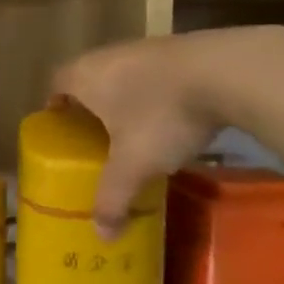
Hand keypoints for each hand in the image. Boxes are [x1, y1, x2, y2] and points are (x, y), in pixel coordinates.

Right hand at [51, 34, 238, 237]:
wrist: (229, 72)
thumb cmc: (162, 115)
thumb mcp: (134, 164)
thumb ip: (113, 198)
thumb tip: (102, 235)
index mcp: (84, 76)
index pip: (55, 83)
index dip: (54, 106)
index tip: (61, 130)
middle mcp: (108, 55)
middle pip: (88, 78)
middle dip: (90, 106)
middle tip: (95, 138)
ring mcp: (146, 48)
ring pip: (123, 75)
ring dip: (125, 99)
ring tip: (135, 131)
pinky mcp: (181, 49)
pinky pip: (155, 75)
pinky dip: (156, 93)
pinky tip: (173, 117)